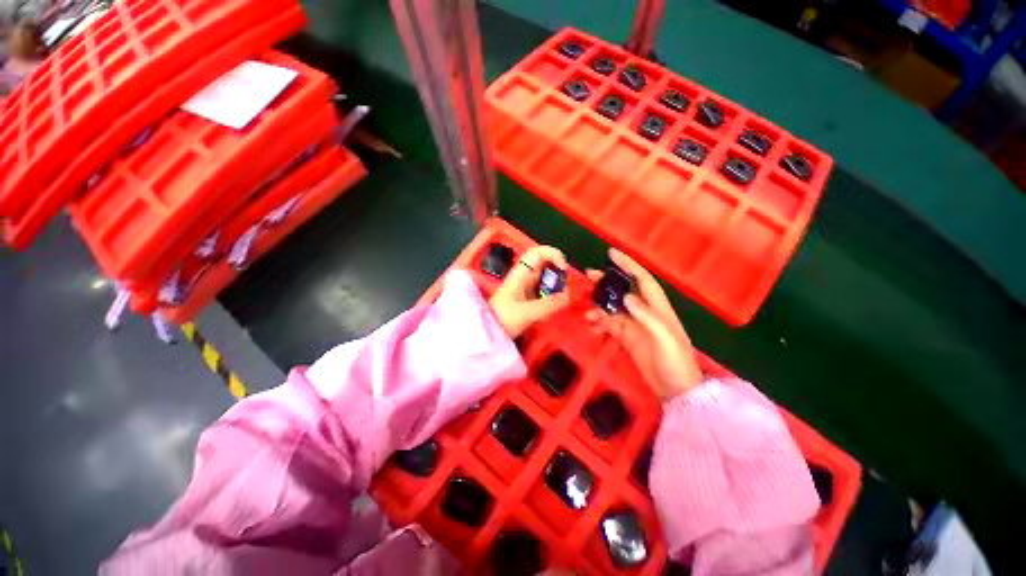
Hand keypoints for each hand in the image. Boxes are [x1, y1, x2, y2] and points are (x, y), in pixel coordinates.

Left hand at [489, 246, 571, 338]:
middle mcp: (524, 277)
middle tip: (562, 293)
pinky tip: (544, 318)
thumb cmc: (502, 319)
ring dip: (554, 294)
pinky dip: (548, 304)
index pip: (538, 252)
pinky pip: (543, 296)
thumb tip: (567, 296)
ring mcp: (525, 288)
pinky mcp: (526, 299)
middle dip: (558, 279)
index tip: (562, 269)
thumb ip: (549, 304)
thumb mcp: (527, 312)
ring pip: (546, 283)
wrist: (485, 332)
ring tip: (553, 309)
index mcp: (521, 273)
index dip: (553, 254)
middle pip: (546, 267)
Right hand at [586, 249, 702, 399]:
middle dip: (607, 283)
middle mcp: (645, 312)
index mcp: (658, 307)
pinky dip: (599, 324)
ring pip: (613, 308)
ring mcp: (634, 326)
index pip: (642, 279)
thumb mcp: (665, 338)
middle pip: (623, 291)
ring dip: (599, 307)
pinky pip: (609, 325)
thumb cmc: (677, 361)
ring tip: (587, 313)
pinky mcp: (626, 338)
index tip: (611, 254)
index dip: (628, 265)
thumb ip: (647, 316)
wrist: (676, 390)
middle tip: (588, 277)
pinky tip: (592, 327)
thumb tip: (626, 297)